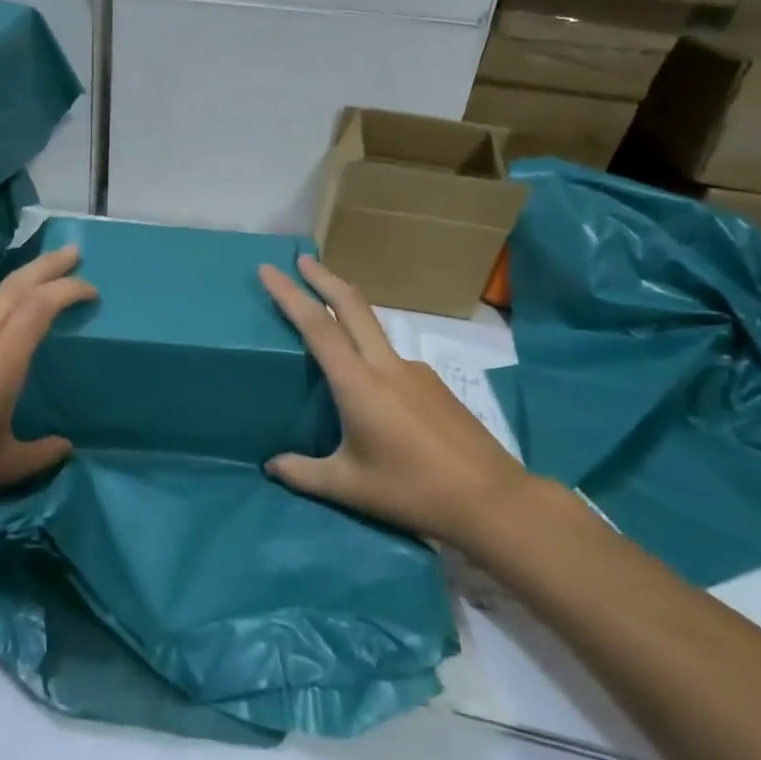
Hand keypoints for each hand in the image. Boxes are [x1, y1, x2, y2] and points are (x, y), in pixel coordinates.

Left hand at [0, 244, 96, 523]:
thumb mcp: (3, 467)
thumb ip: (40, 454)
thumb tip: (64, 446)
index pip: (37, 308)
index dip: (66, 290)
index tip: (92, 290)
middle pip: (12, 288)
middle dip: (46, 266)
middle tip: (73, 253)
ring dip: (22, 291)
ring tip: (44, 297)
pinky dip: (0, 320)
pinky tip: (2, 350)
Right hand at [258, 254, 565, 547]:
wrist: (491, 499)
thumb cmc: (412, 491)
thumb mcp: (349, 487)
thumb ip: (303, 474)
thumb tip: (271, 465)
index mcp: (359, 384)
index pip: (317, 326)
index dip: (290, 295)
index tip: (269, 270)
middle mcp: (387, 365)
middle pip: (352, 305)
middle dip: (323, 278)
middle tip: (300, 260)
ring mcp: (416, 370)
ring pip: (374, 328)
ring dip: (347, 310)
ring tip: (326, 320)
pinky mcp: (434, 384)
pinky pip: (391, 356)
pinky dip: (368, 348)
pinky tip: (366, 384)